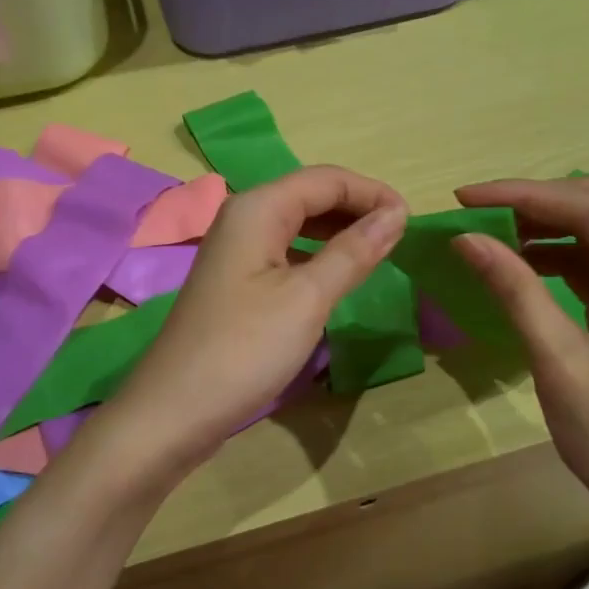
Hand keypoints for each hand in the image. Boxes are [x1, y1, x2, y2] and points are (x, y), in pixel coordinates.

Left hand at [109, 165, 407, 470]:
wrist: (175, 409)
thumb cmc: (245, 349)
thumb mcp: (308, 298)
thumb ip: (353, 251)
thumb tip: (396, 213)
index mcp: (257, 208)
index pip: (326, 179)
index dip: (372, 192)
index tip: (412, 220)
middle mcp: (242, 218)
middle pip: (309, 195)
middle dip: (356, 208)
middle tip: (399, 238)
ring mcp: (235, 250)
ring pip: (296, 224)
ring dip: (338, 232)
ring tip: (376, 253)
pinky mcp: (234, 281)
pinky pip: (284, 251)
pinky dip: (316, 256)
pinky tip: (335, 277)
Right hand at [451, 176, 588, 544]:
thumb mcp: (560, 364)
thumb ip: (515, 292)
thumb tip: (464, 239)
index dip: (525, 196)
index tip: (464, 196)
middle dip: (532, 205)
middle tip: (470, 213)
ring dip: (538, 229)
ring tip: (481, 233)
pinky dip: (549, 257)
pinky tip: (512, 261)